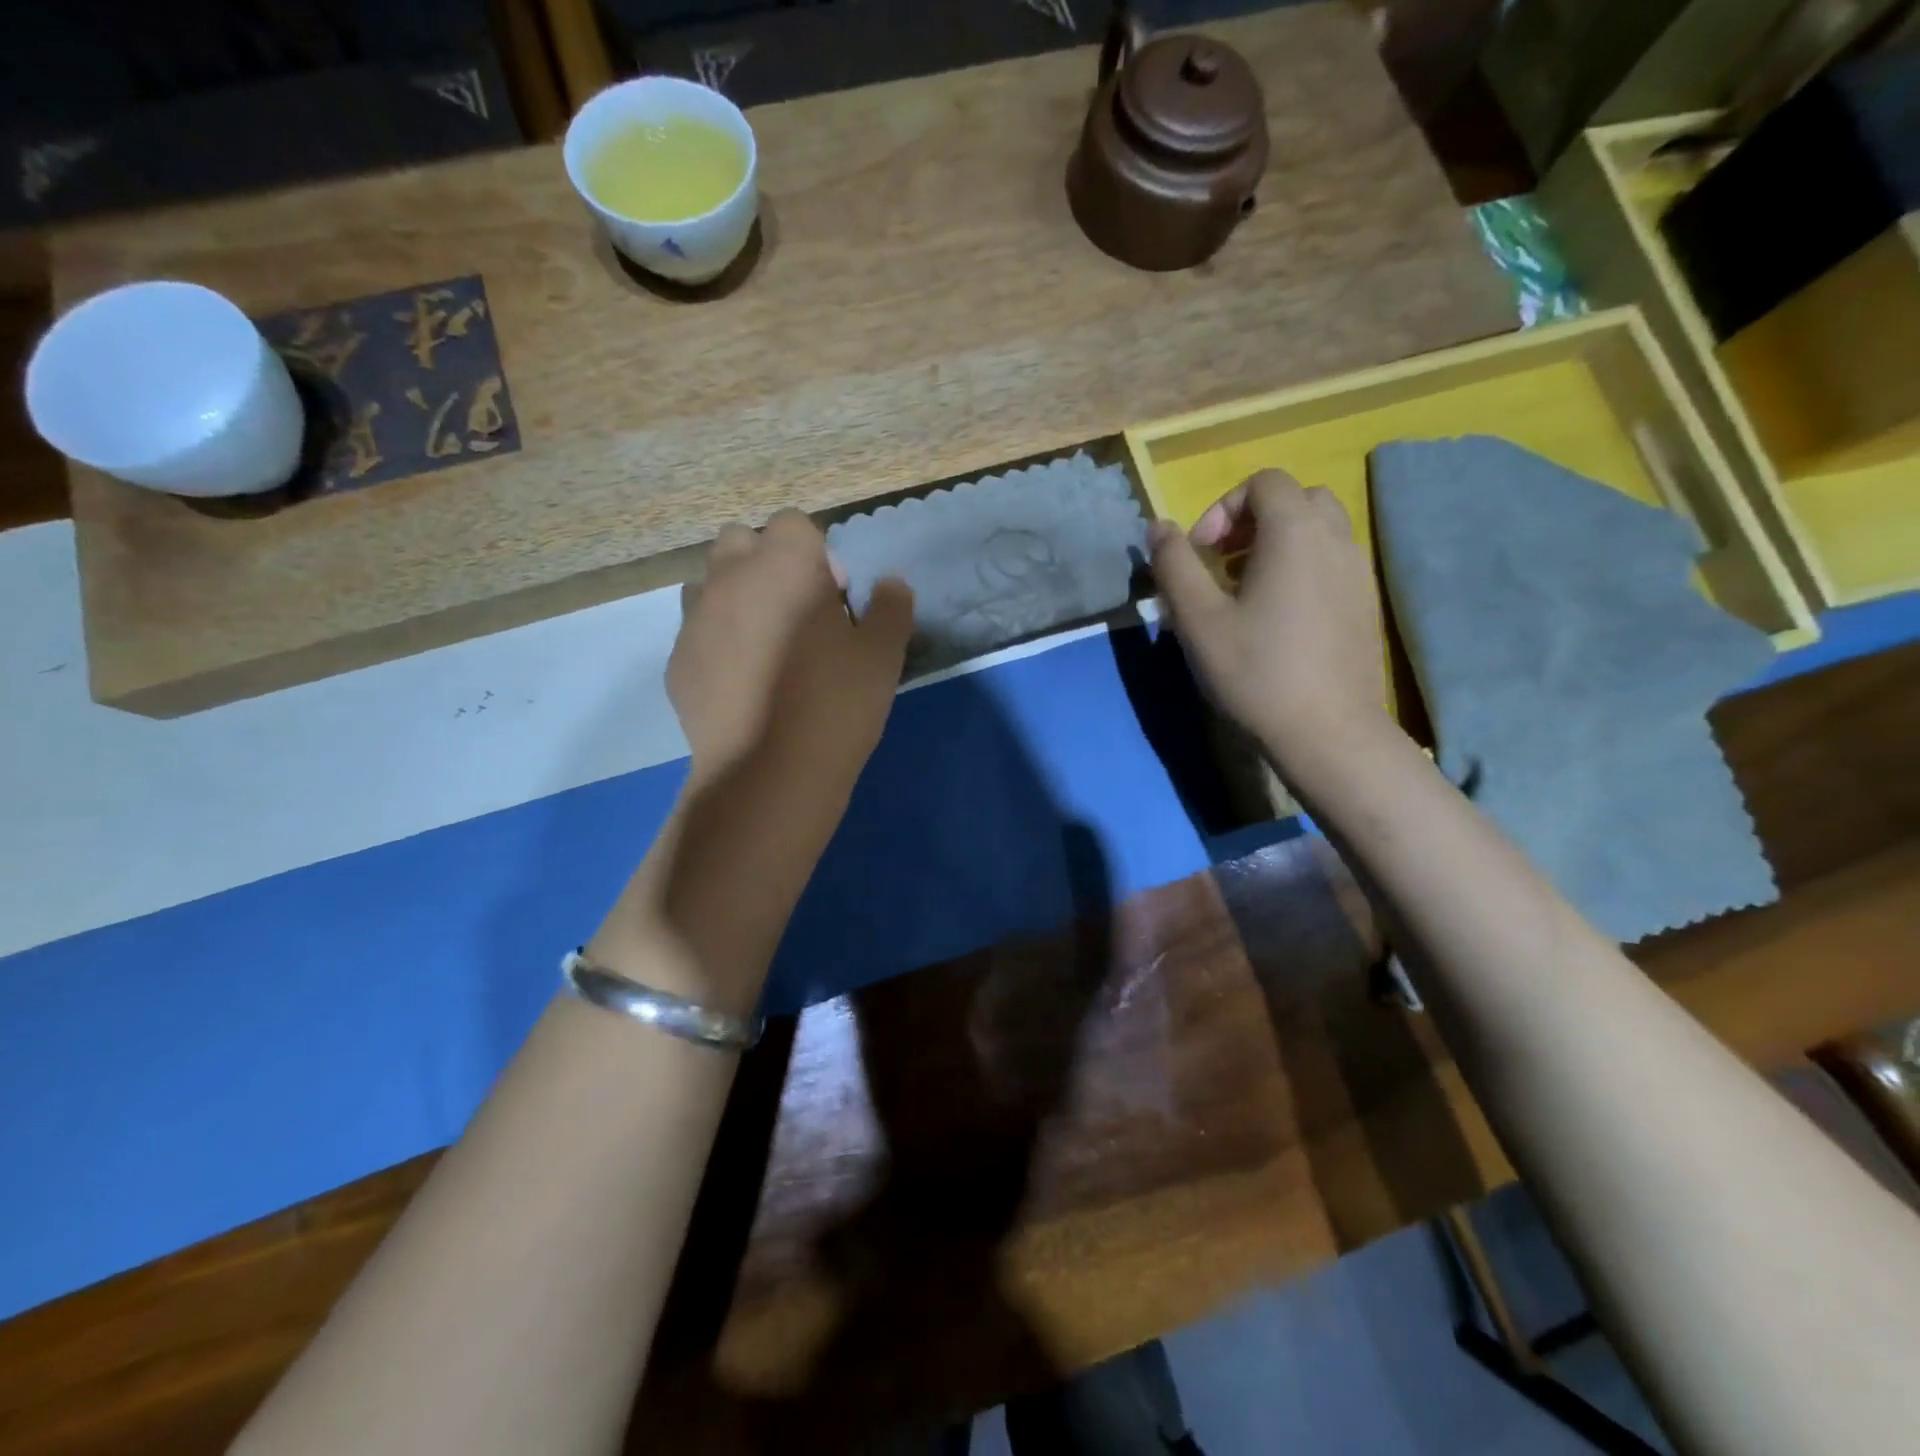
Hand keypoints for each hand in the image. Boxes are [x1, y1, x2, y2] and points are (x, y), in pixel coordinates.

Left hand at [670, 509, 912, 799]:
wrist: (768, 774)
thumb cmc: (835, 705)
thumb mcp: (882, 656)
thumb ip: (891, 608)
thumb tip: (891, 584)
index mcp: (784, 566)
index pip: (794, 524)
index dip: (817, 554)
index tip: (834, 597)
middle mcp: (730, 579)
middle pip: (741, 541)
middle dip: (767, 563)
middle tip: (797, 613)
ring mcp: (695, 621)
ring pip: (711, 584)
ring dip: (737, 598)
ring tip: (765, 647)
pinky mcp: (677, 663)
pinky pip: (697, 634)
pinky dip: (718, 644)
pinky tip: (742, 686)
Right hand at [1149, 469, 1390, 764]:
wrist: (1328, 734)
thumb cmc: (1255, 672)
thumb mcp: (1197, 619)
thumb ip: (1174, 565)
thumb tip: (1157, 527)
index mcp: (1295, 532)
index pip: (1263, 483)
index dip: (1222, 508)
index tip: (1199, 554)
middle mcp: (1336, 540)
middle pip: (1295, 500)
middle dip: (1252, 521)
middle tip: (1221, 563)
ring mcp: (1358, 573)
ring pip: (1318, 532)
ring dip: (1276, 546)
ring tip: (1244, 593)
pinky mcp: (1365, 606)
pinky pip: (1331, 564)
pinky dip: (1300, 570)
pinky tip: (1276, 620)